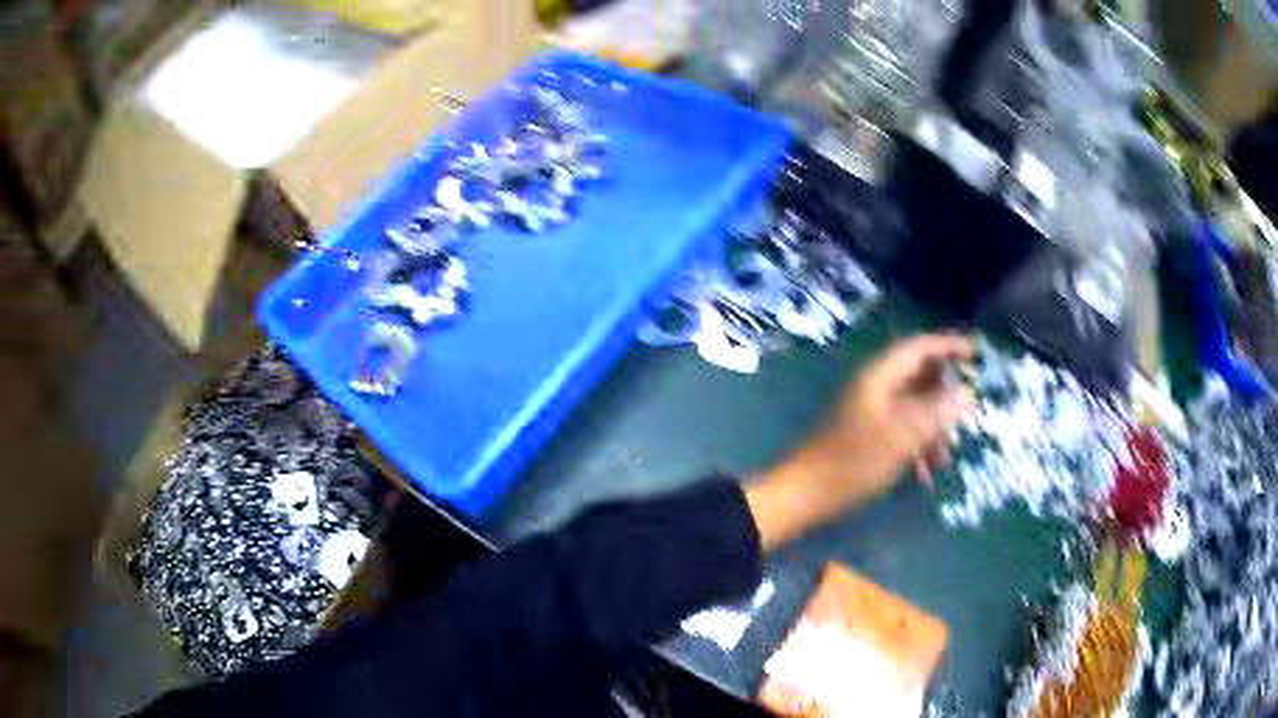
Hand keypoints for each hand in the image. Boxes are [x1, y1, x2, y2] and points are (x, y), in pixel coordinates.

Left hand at [745, 335, 975, 548]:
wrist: (805, 495)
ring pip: (913, 408)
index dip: (949, 346)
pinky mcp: (866, 437)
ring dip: (934, 428)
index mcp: (879, 377)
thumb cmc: (853, 462)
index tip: (977, 353)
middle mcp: (875, 388)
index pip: (920, 347)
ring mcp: (869, 412)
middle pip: (919, 377)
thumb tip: (968, 393)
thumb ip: (936, 413)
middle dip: (946, 395)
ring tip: (946, 456)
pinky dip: (917, 446)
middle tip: (968, 413)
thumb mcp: (902, 437)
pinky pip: (901, 431)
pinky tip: (925, 474)